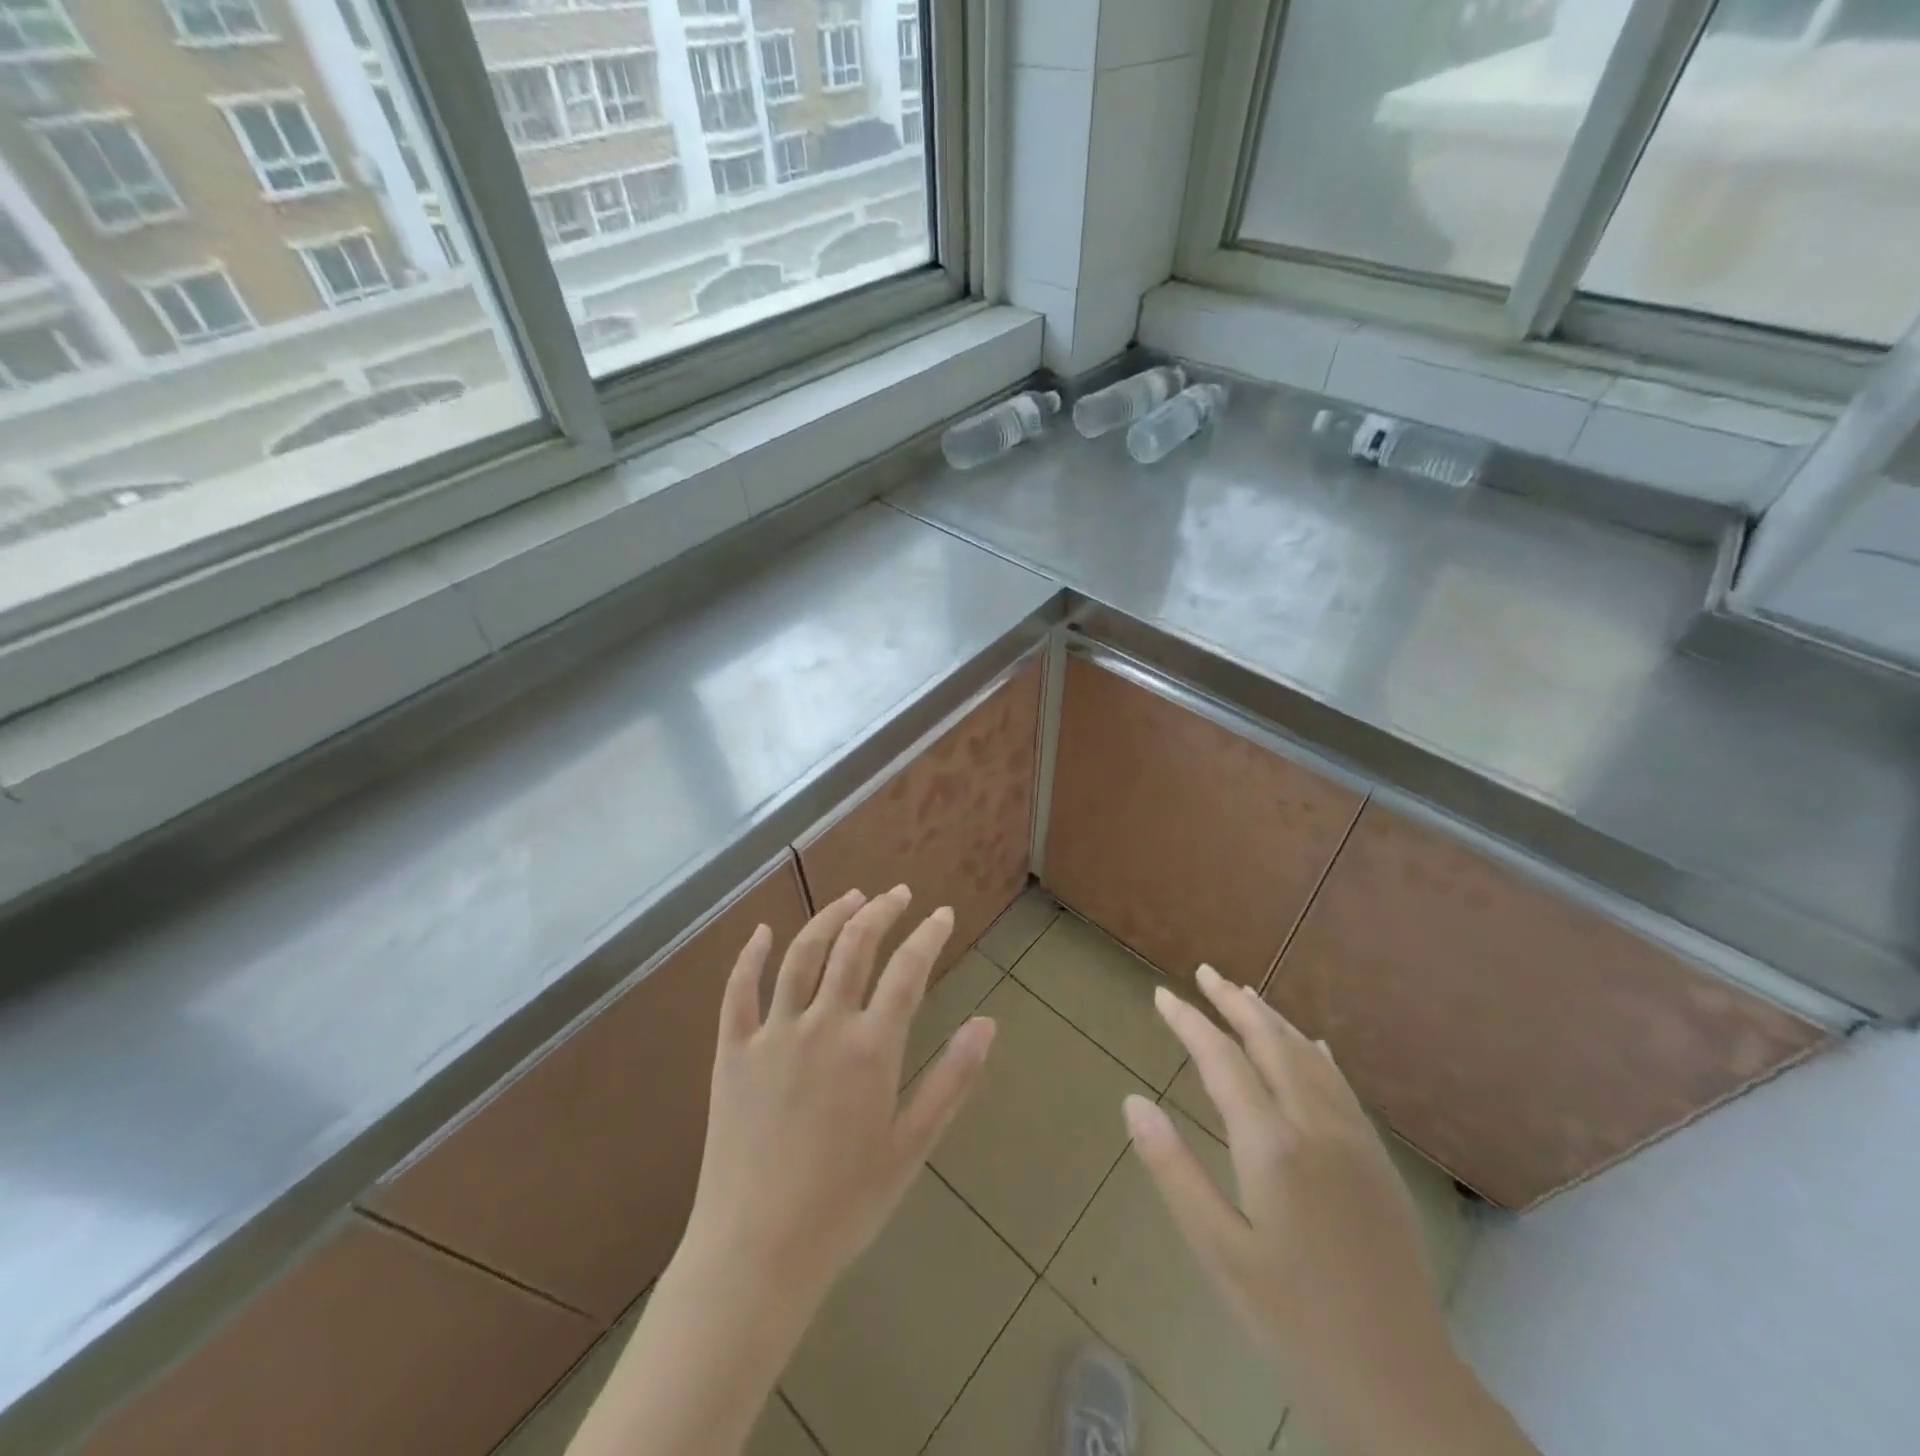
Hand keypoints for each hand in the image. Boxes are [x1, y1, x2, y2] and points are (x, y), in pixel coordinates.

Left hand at [678, 885, 996, 1311]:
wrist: (756, 1254)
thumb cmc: (845, 1204)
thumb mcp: (912, 1147)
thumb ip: (952, 1079)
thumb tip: (987, 1023)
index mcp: (870, 1048)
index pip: (907, 971)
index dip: (928, 936)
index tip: (942, 914)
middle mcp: (823, 1025)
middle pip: (854, 946)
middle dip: (881, 911)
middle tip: (899, 894)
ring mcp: (772, 1034)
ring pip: (802, 955)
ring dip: (829, 917)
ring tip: (852, 897)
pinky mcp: (732, 1052)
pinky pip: (738, 991)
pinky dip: (750, 955)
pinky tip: (761, 931)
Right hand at [1124, 966, 1538, 1455]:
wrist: (1401, 1387)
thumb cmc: (1292, 1321)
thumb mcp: (1217, 1251)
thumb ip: (1173, 1169)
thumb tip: (1133, 1101)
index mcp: (1272, 1145)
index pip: (1222, 1060)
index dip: (1189, 1022)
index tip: (1162, 995)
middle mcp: (1316, 1127)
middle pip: (1271, 1043)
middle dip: (1234, 1003)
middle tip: (1205, 972)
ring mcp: (1354, 1142)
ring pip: (1309, 1057)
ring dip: (1274, 1020)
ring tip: (1245, 994)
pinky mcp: (1378, 1163)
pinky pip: (1342, 1086)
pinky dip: (1315, 1054)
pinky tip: (1312, 1046)